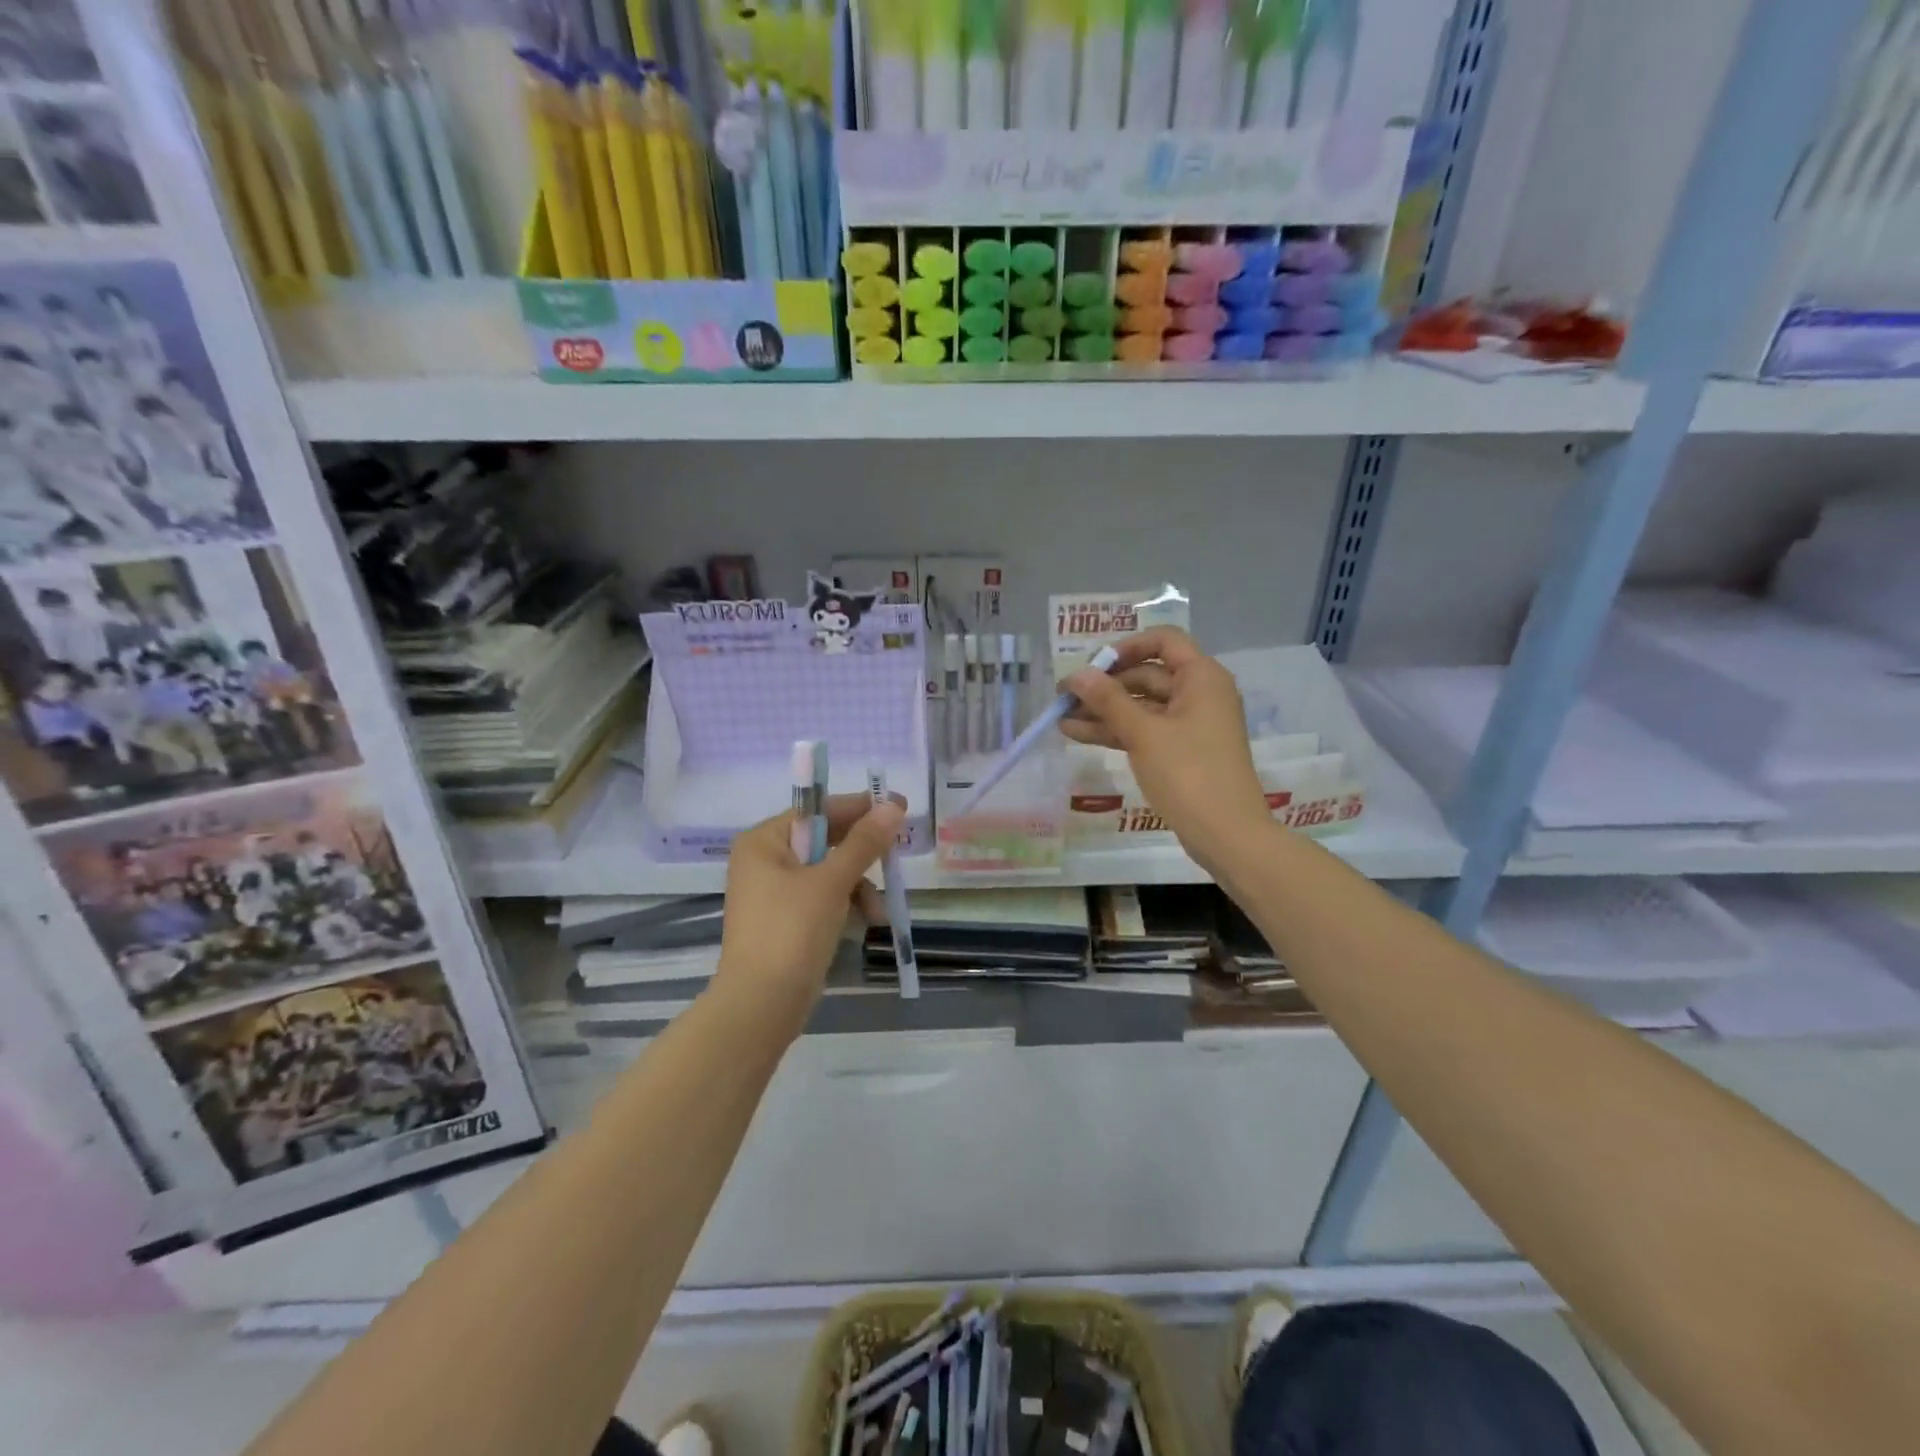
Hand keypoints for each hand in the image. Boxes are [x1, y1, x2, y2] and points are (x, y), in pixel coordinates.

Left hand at [716, 793, 904, 1037]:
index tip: (897, 807)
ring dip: (858, 886)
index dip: (858, 808)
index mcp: (763, 841)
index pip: (817, 811)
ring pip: (828, 873)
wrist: (761, 1006)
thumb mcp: (832, 881)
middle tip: (896, 853)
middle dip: (861, 855)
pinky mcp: (785, 922)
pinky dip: (846, 906)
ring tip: (878, 911)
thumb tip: (893, 804)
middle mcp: (764, 861)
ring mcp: (773, 893)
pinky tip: (868, 922)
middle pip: (824, 842)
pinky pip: (822, 899)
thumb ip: (864, 842)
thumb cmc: (791, 931)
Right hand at [1061, 627, 1270, 869]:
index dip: (1125, 647)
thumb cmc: (1188, 773)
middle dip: (1105, 685)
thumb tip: (1076, 674)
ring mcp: (1190, 724)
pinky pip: (1145, 730)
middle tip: (1064, 697)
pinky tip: (1078, 734)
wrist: (1227, 835)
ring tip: (1061, 718)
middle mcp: (1199, 693)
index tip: (1092, 666)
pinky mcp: (1181, 751)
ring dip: (1104, 710)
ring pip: (1141, 706)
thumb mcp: (1143, 733)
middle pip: (1147, 674)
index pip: (1163, 641)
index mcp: (1201, 677)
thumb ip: (1108, 700)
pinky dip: (1116, 730)